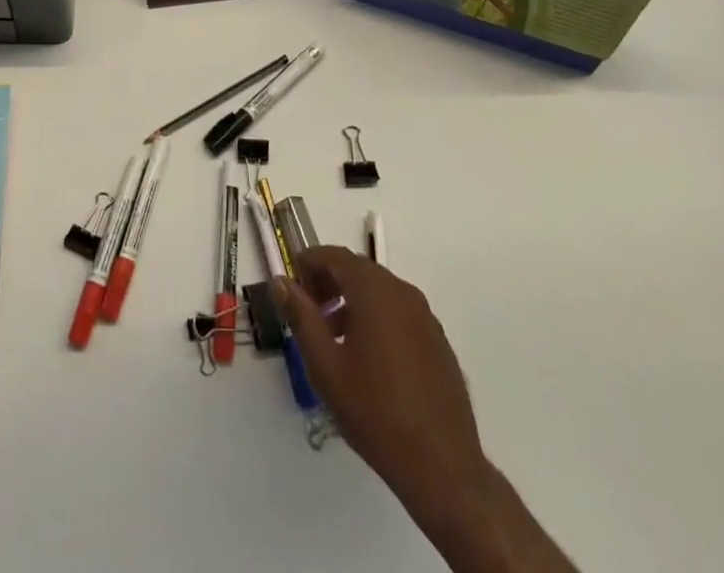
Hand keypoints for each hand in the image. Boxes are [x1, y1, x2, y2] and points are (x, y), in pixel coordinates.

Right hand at [277, 249, 574, 572]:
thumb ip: (301, 317)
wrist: (442, 466)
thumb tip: (280, 282)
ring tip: (332, 336)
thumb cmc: (375, 412)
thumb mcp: (325, 366)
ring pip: (379, 291)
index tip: (291, 282)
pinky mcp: (437, 340)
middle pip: (357, 270)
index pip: (334, 256)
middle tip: (307, 309)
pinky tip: (366, 356)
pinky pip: (398, 312)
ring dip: (351, 300)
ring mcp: (425, 316)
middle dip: (328, 282)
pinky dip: (375, 316)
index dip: (308, 262)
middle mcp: (402, 292)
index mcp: (374, 291)